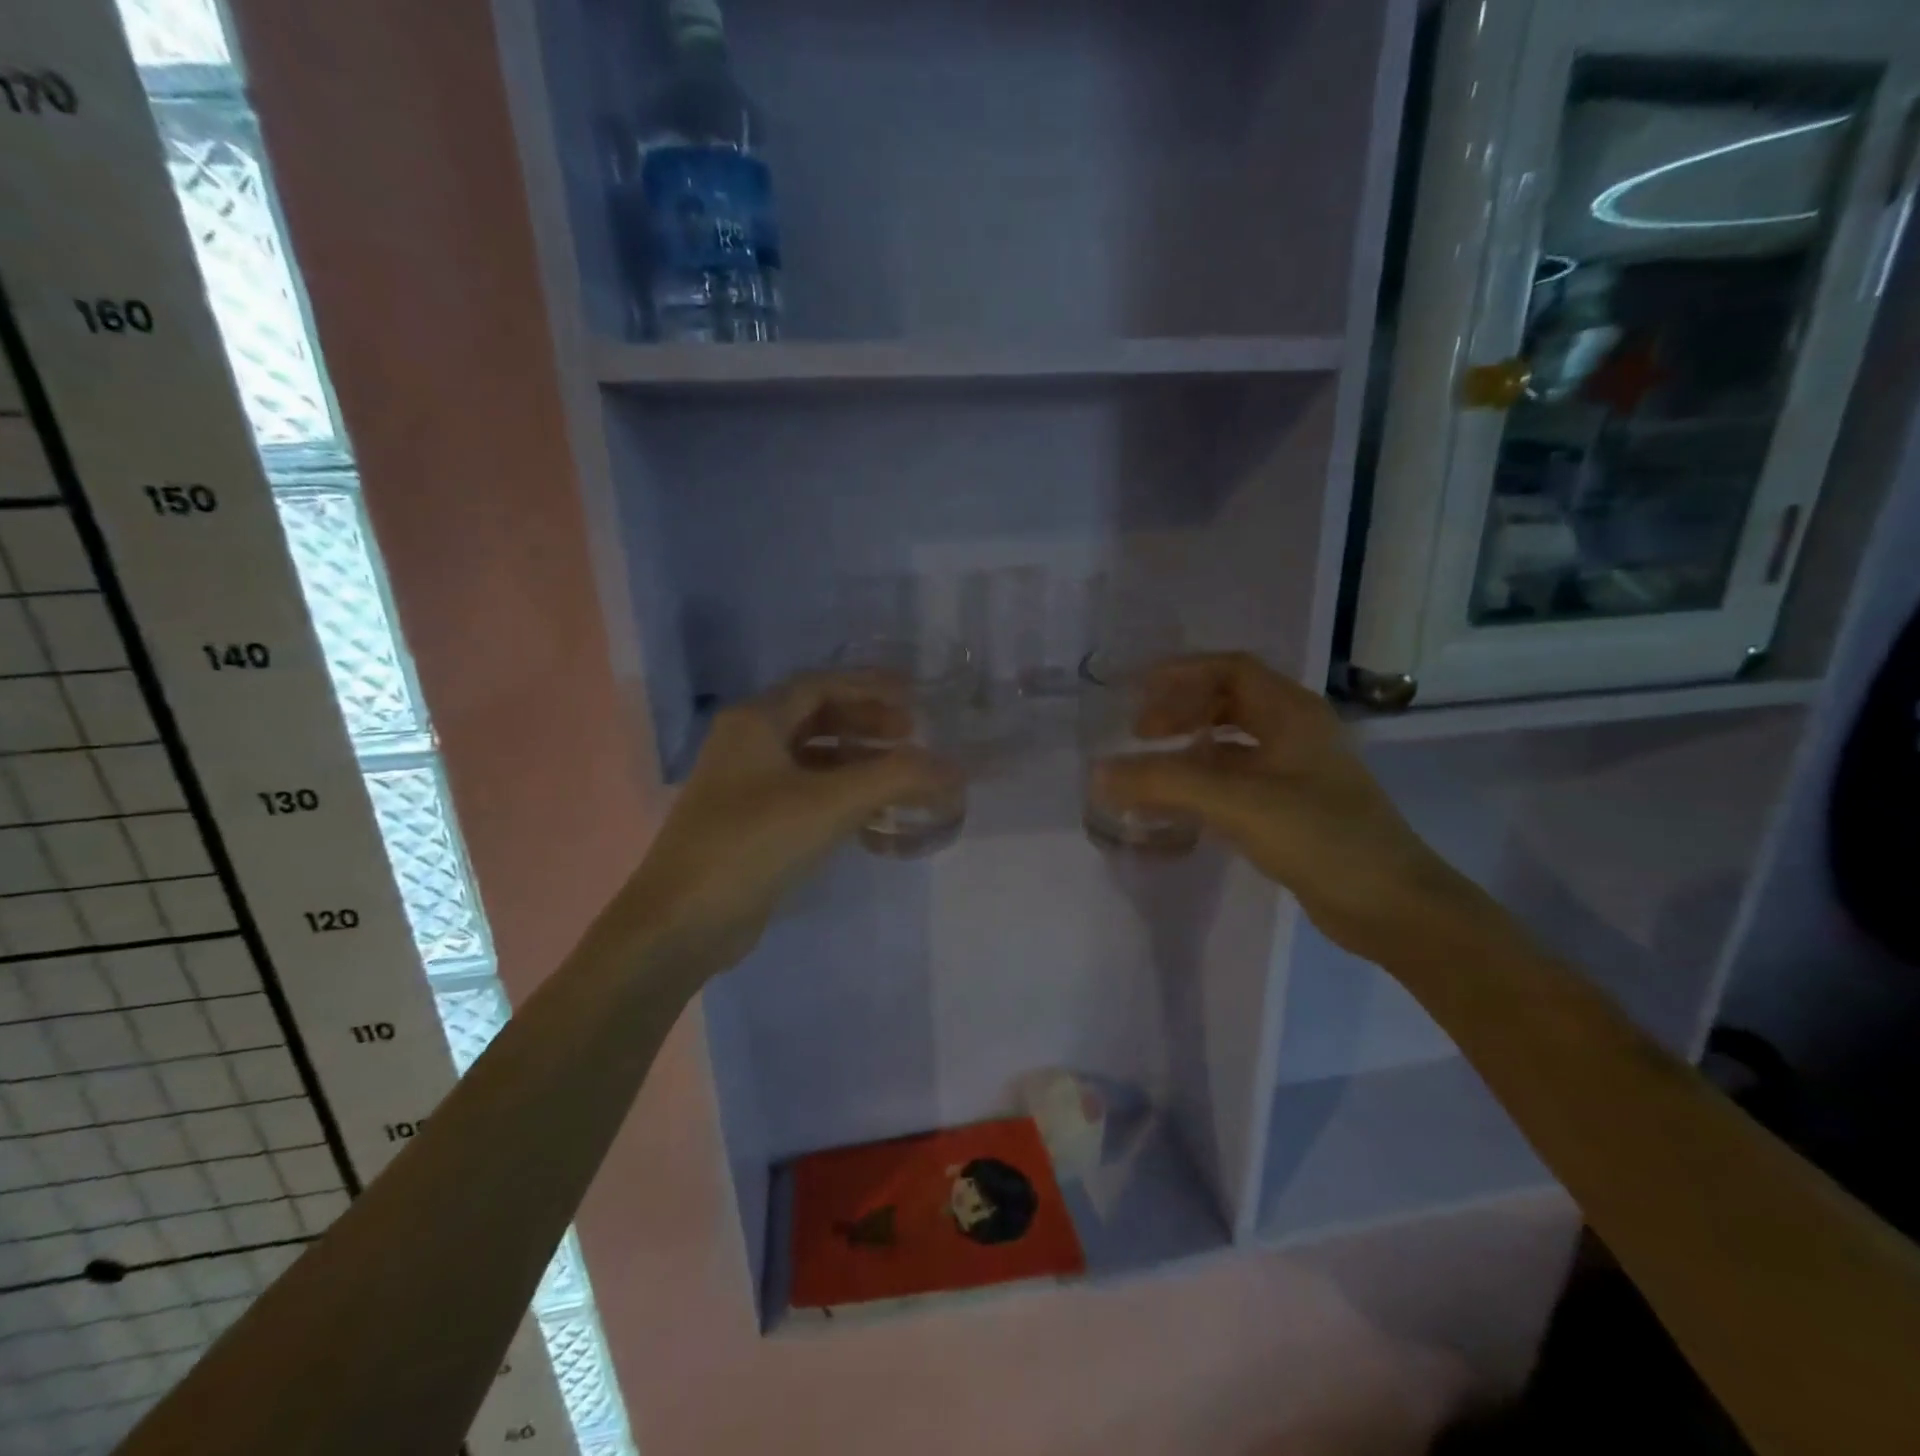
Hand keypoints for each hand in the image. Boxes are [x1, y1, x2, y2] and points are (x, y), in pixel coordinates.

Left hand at [625, 672, 961, 970]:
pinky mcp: (751, 825)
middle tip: (911, 737)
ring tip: (900, 776)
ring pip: (812, 759)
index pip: (821, 685)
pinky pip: (805, 794)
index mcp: (755, 721)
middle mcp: (746, 744)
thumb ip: (896, 779)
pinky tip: (872, 817)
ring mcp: (745, 786)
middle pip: (817, 718)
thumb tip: (954, 769)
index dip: (870, 686)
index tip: (914, 699)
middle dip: (867, 724)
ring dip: (857, 762)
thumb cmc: (753, 844)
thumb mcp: (830, 804)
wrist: (682, 923)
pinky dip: (841, 796)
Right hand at [1091, 653, 1473, 960]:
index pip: (1231, 669)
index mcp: (1292, 713)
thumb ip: (1165, 783)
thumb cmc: (1320, 837)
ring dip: (1189, 751)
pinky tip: (1176, 808)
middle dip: (1181, 712)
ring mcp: (1296, 774)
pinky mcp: (1291, 810)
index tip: (1137, 693)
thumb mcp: (1237, 802)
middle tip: (1139, 735)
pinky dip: (1202, 786)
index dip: (1182, 673)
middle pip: (1228, 703)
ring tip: (1149, 771)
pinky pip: (1236, 783)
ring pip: (1231, 746)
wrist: (1392, 907)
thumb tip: (1098, 772)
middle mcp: (1295, 734)